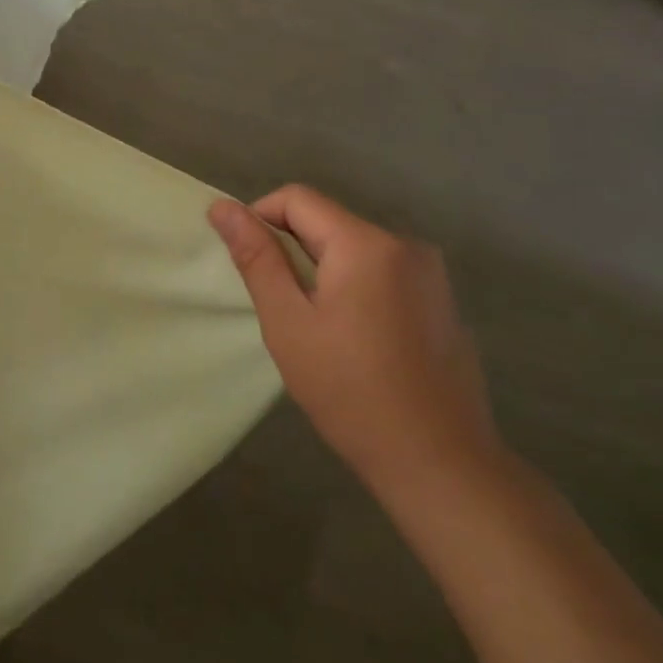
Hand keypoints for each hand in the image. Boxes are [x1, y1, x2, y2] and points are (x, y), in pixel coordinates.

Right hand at [209, 186, 500, 501]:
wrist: (440, 464)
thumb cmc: (350, 391)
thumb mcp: (288, 322)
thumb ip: (256, 257)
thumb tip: (221, 207)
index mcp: (367, 243)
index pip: (296, 198)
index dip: (260, 219)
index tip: (250, 267)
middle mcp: (405, 244)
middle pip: (327, 221)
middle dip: (292, 251)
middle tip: (280, 306)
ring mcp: (431, 273)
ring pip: (352, 247)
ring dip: (321, 270)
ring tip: (315, 327)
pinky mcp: (441, 300)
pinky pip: (381, 272)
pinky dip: (354, 288)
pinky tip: (354, 340)